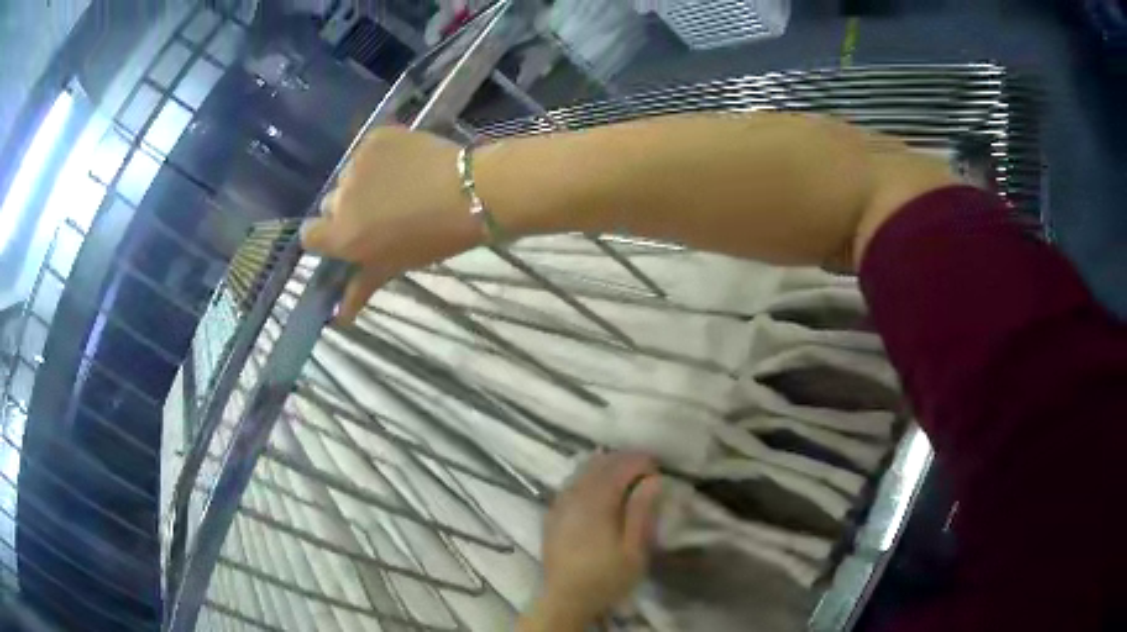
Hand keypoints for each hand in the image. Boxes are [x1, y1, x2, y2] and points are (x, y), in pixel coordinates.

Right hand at [300, 127, 482, 321]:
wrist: (472, 193)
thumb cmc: (434, 238)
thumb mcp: (394, 265)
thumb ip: (360, 286)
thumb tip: (340, 318)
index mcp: (342, 234)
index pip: (309, 235)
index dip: (326, 236)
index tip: (347, 236)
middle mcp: (340, 198)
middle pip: (331, 204)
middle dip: (349, 209)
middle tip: (380, 212)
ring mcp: (357, 163)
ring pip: (349, 175)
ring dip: (364, 181)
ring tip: (399, 186)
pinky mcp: (375, 137)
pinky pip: (367, 150)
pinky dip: (380, 156)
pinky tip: (406, 163)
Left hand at [519, 453, 662, 630]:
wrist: (566, 598)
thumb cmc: (606, 577)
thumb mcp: (635, 550)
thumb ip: (642, 512)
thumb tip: (653, 480)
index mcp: (597, 503)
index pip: (619, 467)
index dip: (640, 461)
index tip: (658, 466)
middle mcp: (574, 496)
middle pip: (599, 464)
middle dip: (623, 459)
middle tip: (645, 467)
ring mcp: (559, 504)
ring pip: (582, 471)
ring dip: (605, 466)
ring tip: (625, 474)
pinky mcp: (552, 514)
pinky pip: (571, 483)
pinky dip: (588, 476)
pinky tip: (598, 487)